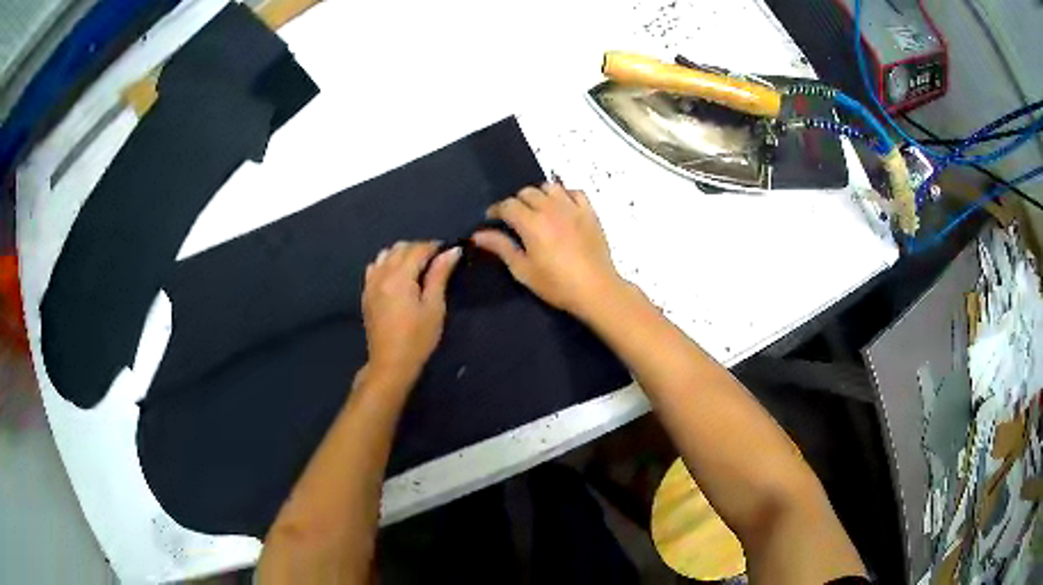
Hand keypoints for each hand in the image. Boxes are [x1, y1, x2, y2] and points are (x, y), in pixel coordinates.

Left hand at [362, 241, 461, 385]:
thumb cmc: (418, 338)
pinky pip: (375, 267)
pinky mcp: (366, 293)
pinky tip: (396, 277)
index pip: (418, 249)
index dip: (435, 246)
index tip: (449, 251)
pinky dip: (387, 264)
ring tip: (416, 268)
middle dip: (419, 248)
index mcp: (399, 277)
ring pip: (385, 254)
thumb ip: (439, 275)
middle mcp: (382, 274)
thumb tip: (452, 251)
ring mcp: (370, 283)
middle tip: (436, 262)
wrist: (390, 363)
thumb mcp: (434, 307)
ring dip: (402, 254)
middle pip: (400, 248)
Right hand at [473, 183, 622, 315]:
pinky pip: (574, 191)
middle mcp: (551, 208)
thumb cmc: (556, 284)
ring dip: (539, 194)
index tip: (492, 219)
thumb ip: (501, 247)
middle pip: (527, 192)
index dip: (496, 210)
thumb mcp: (523, 270)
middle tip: (515, 219)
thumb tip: (478, 235)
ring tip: (538, 210)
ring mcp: (573, 208)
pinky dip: (564, 195)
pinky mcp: (589, 212)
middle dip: (516, 202)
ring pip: (549, 186)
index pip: (507, 205)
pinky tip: (562, 208)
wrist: (595, 290)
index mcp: (531, 223)